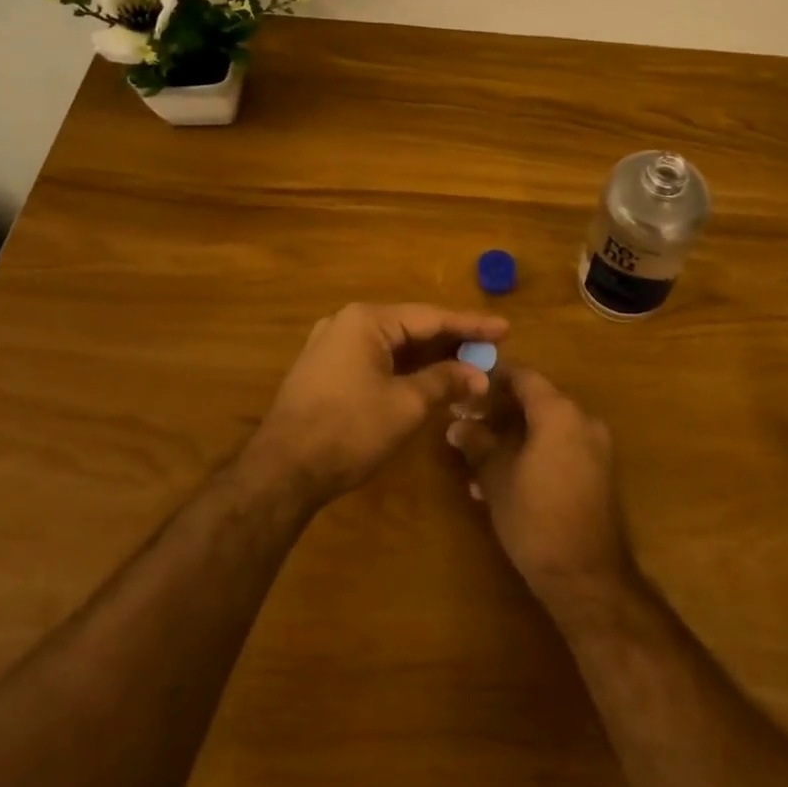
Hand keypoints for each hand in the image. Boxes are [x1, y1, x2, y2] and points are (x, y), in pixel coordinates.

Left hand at [248, 302, 507, 503]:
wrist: (282, 470)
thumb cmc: (348, 430)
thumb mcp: (405, 405)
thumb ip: (444, 382)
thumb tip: (479, 375)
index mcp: (367, 320)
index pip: (431, 317)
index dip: (471, 325)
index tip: (505, 328)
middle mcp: (347, 322)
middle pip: (411, 327)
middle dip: (451, 342)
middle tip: (490, 350)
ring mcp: (332, 345)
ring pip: (393, 345)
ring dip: (429, 358)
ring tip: (467, 365)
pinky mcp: (325, 369)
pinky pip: (375, 359)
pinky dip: (404, 368)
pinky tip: (428, 379)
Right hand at [446, 367, 634, 608]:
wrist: (588, 578)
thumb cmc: (536, 518)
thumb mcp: (497, 478)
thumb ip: (478, 444)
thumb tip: (457, 425)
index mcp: (559, 412)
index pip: (524, 376)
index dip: (493, 377)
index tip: (467, 386)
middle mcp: (583, 420)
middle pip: (537, 401)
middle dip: (500, 412)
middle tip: (467, 424)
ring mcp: (596, 448)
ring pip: (547, 428)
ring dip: (515, 438)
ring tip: (479, 463)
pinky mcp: (600, 474)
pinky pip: (562, 449)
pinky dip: (535, 454)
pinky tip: (506, 482)